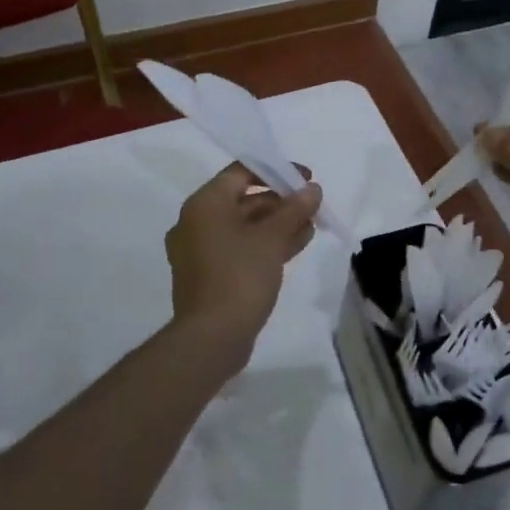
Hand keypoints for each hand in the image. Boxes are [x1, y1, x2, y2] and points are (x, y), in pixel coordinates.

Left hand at [164, 164, 322, 368]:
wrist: (212, 338)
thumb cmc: (240, 276)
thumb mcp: (273, 238)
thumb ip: (294, 209)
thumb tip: (312, 189)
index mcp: (204, 204)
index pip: (242, 172)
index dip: (277, 171)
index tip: (306, 179)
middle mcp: (196, 222)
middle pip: (244, 199)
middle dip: (281, 202)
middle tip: (312, 207)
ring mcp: (200, 251)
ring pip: (244, 227)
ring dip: (277, 225)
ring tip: (311, 227)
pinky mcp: (209, 275)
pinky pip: (239, 248)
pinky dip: (265, 244)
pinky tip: (295, 246)